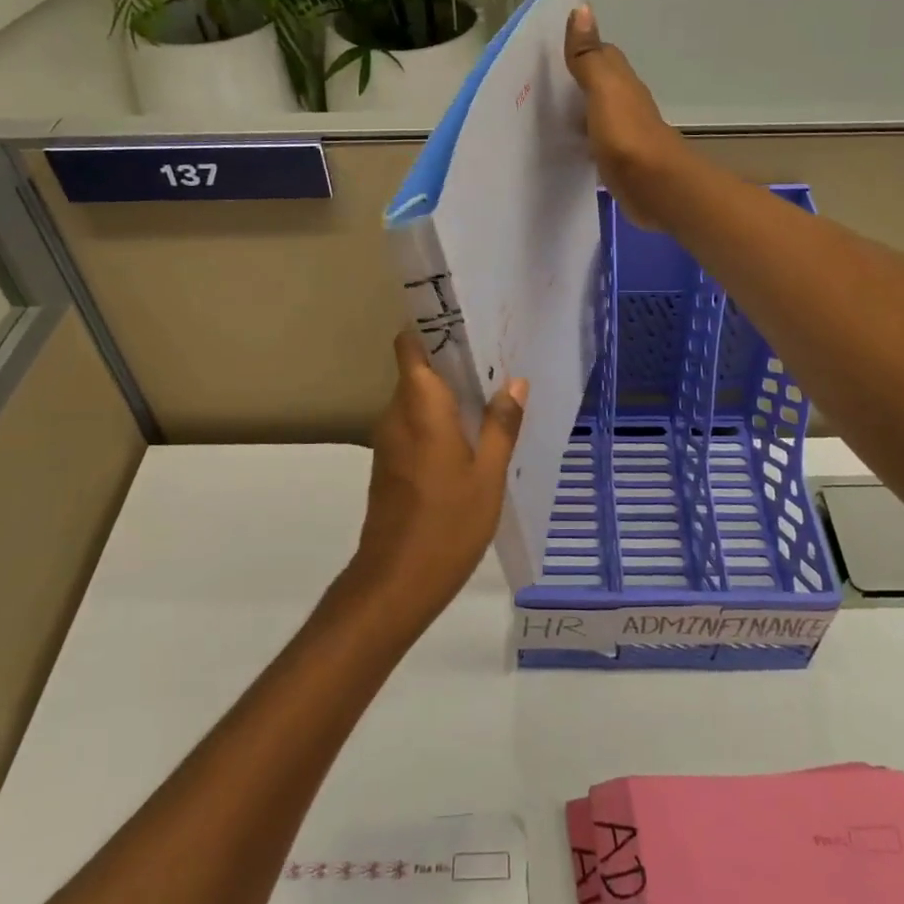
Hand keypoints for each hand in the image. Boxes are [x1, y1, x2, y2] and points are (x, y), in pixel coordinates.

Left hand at [348, 331, 528, 627]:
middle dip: (450, 361)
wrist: (396, 581)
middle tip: (495, 360)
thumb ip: (501, 424)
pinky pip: (414, 425)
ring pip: (416, 399)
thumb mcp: (488, 474)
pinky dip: (438, 420)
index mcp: (419, 406)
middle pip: (417, 369)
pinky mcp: (389, 463)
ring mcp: (388, 440)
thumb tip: (515, 382)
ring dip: (447, 393)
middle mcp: (396, 414)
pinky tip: (470, 435)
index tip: (465, 322)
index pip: (409, 345)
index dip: (430, 327)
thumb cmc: (448, 523)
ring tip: (490, 395)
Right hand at [564, 4, 691, 229]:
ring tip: (543, 113)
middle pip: (598, 84)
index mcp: (621, 82)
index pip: (602, 54)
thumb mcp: (603, 90)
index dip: (580, 48)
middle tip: (539, 83)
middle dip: (575, 80)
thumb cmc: (626, 134)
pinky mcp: (619, 161)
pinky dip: (582, 138)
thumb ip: (588, 56)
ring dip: (577, 110)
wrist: (655, 186)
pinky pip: (595, 142)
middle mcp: (625, 103)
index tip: (551, 50)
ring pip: (596, 113)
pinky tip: (565, 145)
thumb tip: (582, 8)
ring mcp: (623, 133)